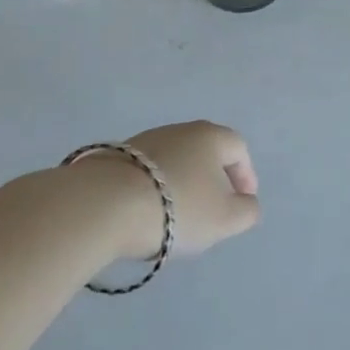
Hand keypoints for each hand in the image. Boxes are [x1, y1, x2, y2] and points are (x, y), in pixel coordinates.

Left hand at [81, 121, 261, 259]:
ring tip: (175, 217)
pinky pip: (145, 173)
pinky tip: (145, 214)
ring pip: (174, 162)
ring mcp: (143, 141)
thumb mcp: (226, 218)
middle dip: (212, 180)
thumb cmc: (178, 208)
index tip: (242, 202)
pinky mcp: (113, 158)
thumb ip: (247, 211)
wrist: (102, 206)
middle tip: (211, 210)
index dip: (246, 176)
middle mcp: (179, 130)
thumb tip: (246, 203)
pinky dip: (153, 190)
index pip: (238, 149)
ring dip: (181, 185)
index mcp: (211, 136)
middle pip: (205, 153)